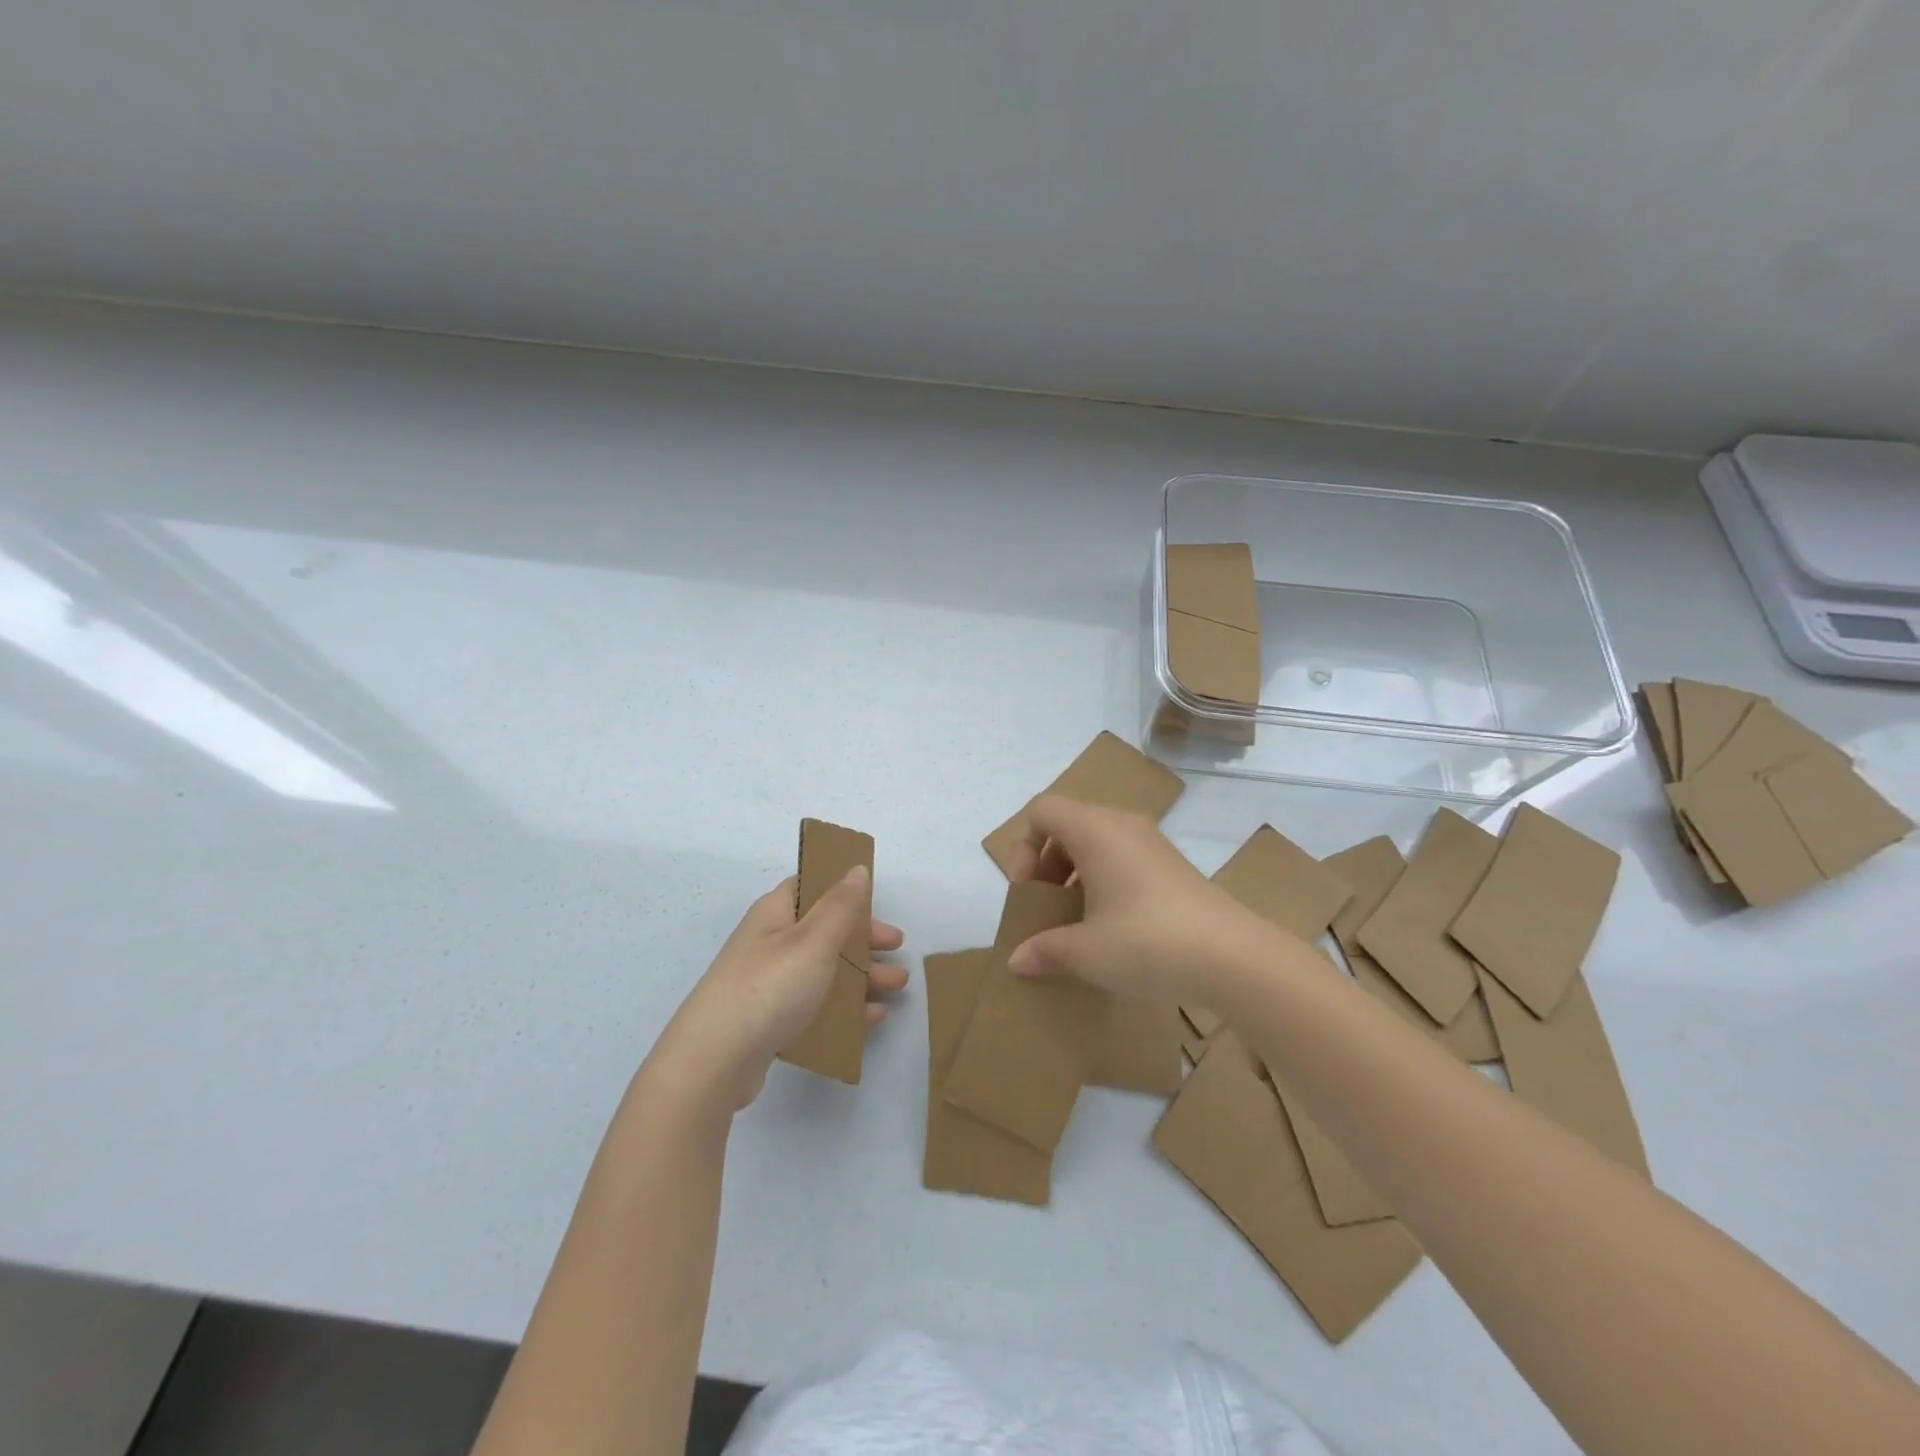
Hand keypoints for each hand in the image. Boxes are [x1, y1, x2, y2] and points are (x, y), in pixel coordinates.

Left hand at [647, 868, 906, 1110]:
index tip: (878, 902)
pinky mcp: (769, 1020)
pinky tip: (872, 1019)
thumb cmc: (768, 988)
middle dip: (863, 939)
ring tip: (896, 987)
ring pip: (823, 970)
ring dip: (861, 975)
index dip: (844, 891)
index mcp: (775, 914)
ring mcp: (767, 983)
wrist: (713, 1062)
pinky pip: (814, 1005)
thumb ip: (840, 905)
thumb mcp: (813, 941)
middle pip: (824, 931)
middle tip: (898, 949)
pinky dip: (844, 1008)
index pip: (810, 887)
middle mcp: (769, 943)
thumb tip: (856, 868)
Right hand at [1004, 796, 1268, 1004]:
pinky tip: (1112, 926)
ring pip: (1098, 842)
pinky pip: (1124, 857)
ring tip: (1077, 920)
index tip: (1029, 891)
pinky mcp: (1174, 865)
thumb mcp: (1085, 952)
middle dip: (1047, 863)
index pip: (1043, 810)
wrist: (1233, 957)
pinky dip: (1105, 880)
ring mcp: (1153, 843)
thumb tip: (1018, 961)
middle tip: (1047, 907)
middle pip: (1069, 824)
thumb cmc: (1146, 942)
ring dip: (1076, 874)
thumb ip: (1044, 950)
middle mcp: (1122, 824)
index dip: (1024, 846)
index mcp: (1094, 830)